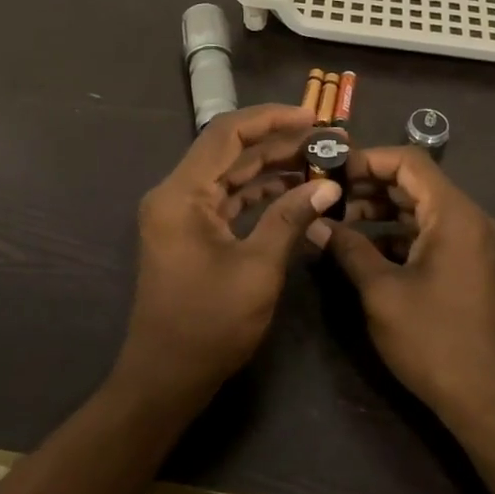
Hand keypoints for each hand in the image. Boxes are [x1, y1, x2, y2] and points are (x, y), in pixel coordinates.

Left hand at [114, 104, 341, 411]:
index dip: (271, 119)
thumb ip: (290, 219)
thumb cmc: (209, 325)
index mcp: (181, 194)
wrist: (166, 377)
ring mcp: (180, 214)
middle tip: (328, 142)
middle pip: (229, 151)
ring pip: (230, 175)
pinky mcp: (189, 233)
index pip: (226, 134)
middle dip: (279, 143)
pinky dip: (258, 193)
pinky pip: (226, 199)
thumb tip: (327, 187)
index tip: (313, 117)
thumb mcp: (257, 269)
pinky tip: (295, 192)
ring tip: (320, 163)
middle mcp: (175, 194)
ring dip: (271, 167)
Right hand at [325, 148, 494, 429]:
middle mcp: (468, 219)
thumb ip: (348, 249)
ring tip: (337, 220)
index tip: (329, 170)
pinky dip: (396, 234)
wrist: (487, 399)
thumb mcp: (381, 291)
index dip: (367, 159)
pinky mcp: (467, 266)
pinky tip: (363, 249)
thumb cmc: (433, 339)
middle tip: (326, 194)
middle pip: (415, 182)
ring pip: (420, 209)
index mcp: (454, 214)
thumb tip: (315, 223)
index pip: (409, 161)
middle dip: (368, 184)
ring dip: (380, 209)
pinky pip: (429, 233)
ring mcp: (471, 244)